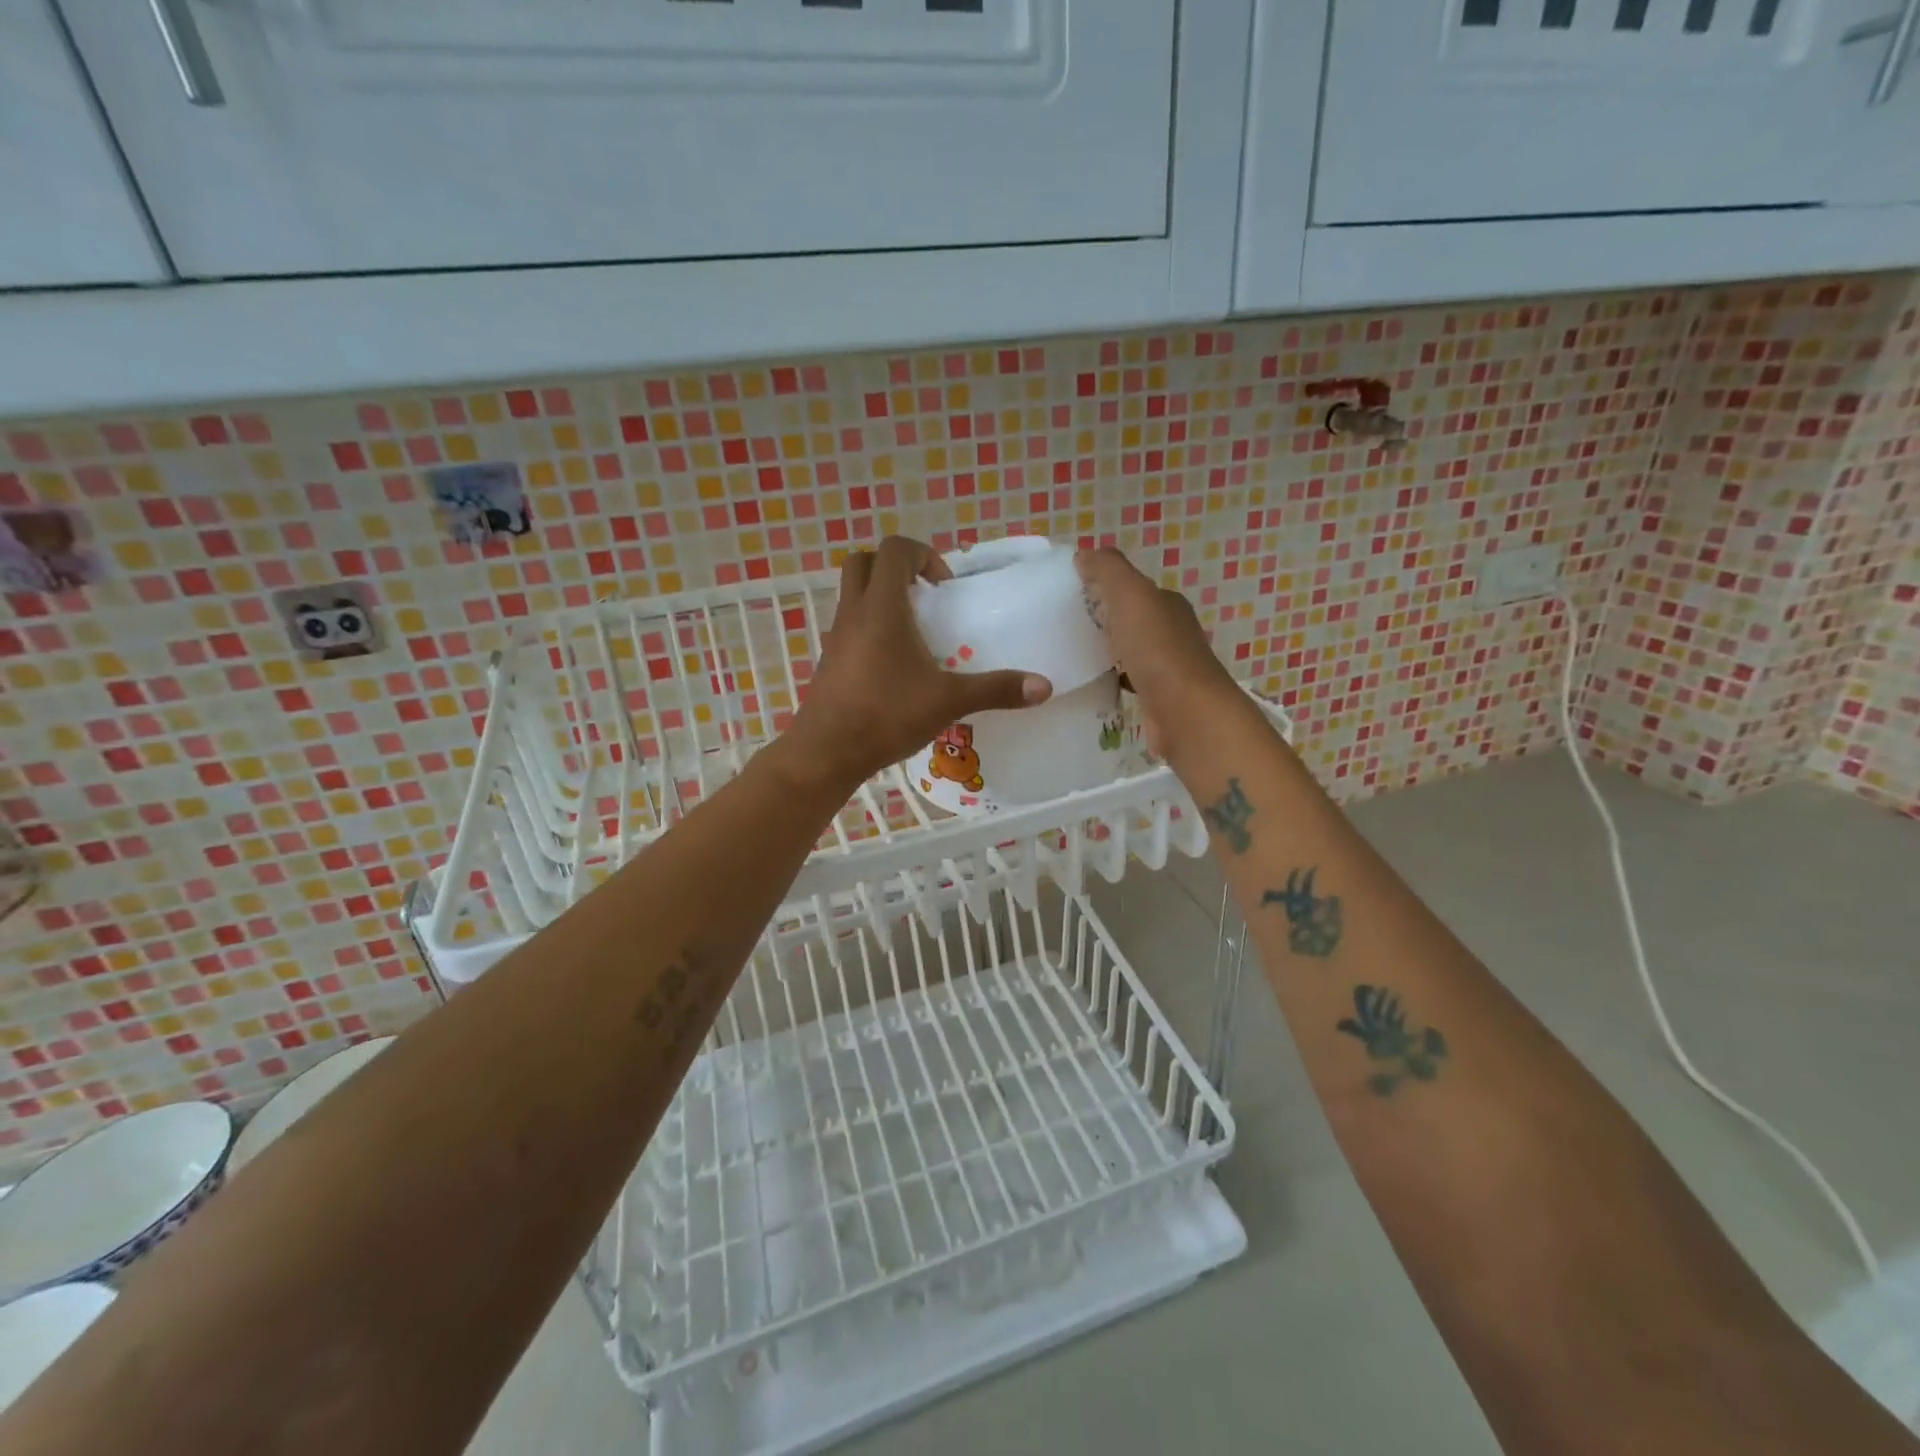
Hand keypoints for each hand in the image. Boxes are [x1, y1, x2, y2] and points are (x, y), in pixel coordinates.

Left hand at [782, 537, 1052, 791]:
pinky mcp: (829, 662)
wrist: (827, 753)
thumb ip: (995, 689)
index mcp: (881, 608)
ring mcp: (836, 638)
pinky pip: (849, 627)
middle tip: (925, 597)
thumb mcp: (948, 701)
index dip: (922, 555)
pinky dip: (870, 630)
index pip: (894, 550)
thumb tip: (1044, 686)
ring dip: (881, 599)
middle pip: (863, 563)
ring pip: (853, 596)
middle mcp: (853, 613)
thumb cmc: (885, 715)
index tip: (945, 586)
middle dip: (895, 569)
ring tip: (915, 633)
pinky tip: (894, 667)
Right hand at [1075, 547, 1240, 759]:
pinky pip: (1129, 682)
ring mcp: (1167, 668)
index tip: (1070, 595)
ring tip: (1070, 655)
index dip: (1105, 587)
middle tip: (1063, 626)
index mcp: (1167, 604)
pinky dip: (1112, 680)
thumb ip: (1108, 570)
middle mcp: (1172, 633)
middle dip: (1104, 620)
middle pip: (1132, 620)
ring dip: (1107, 651)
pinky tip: (1092, 684)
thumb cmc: (1157, 649)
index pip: (1134, 589)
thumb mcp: (1130, 595)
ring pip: (1130, 652)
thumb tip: (1085, 553)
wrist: (1185, 712)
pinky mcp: (1158, 699)